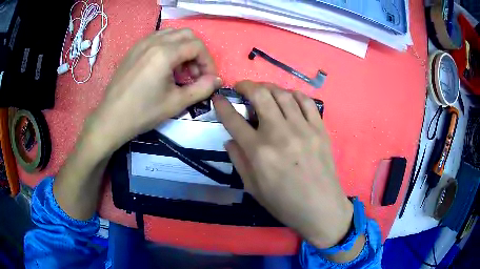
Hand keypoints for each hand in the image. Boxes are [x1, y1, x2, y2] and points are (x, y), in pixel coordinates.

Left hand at [86, 28, 220, 153]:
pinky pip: (158, 38)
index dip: (208, 62)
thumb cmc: (143, 112)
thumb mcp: (176, 103)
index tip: (209, 79)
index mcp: (165, 53)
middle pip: (187, 35)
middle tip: (195, 73)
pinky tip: (165, 65)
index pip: (197, 46)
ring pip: (172, 34)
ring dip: (183, 48)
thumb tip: (218, 80)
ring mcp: (142, 43)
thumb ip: (202, 88)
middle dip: (197, 52)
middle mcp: (154, 41)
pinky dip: (169, 46)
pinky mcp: (134, 49)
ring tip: (180, 69)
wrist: (111, 118)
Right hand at [213, 81, 352, 248]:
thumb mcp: (253, 188)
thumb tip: (230, 139)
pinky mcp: (319, 129)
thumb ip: (238, 160)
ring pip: (283, 94)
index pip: (234, 120)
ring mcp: (302, 128)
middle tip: (241, 86)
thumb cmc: (284, 203)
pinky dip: (294, 95)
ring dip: (269, 86)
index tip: (218, 98)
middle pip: (260, 95)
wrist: (320, 208)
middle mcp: (279, 133)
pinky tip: (289, 98)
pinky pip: (306, 102)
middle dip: (246, 85)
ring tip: (263, 89)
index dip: (222, 106)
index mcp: (258, 151)